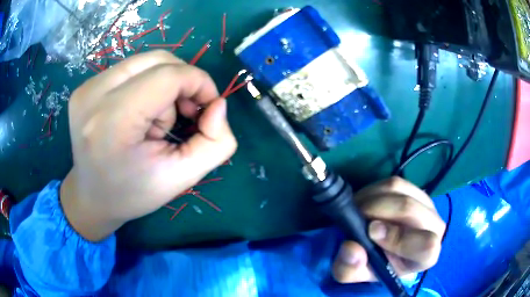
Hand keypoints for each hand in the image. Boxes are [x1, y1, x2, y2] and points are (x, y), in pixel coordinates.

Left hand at [60, 51, 236, 240]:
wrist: (91, 197)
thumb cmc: (132, 193)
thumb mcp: (182, 178)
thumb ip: (216, 143)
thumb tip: (218, 104)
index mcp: (113, 121)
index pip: (169, 75)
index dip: (199, 83)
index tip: (207, 107)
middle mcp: (93, 95)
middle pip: (158, 60)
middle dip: (182, 82)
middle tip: (182, 115)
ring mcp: (86, 87)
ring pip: (145, 61)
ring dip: (163, 83)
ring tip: (155, 119)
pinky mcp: (85, 86)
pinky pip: (129, 68)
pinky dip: (145, 83)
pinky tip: (138, 112)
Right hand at [332, 177, 444, 282]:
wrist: (384, 250)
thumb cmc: (375, 266)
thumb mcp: (356, 274)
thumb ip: (350, 269)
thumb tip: (351, 248)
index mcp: (425, 257)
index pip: (427, 245)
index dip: (398, 238)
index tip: (371, 233)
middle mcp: (434, 227)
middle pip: (410, 209)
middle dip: (377, 210)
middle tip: (355, 217)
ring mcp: (427, 204)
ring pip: (400, 190)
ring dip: (372, 199)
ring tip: (357, 211)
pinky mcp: (415, 189)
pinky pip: (394, 182)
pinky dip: (374, 190)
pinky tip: (365, 203)